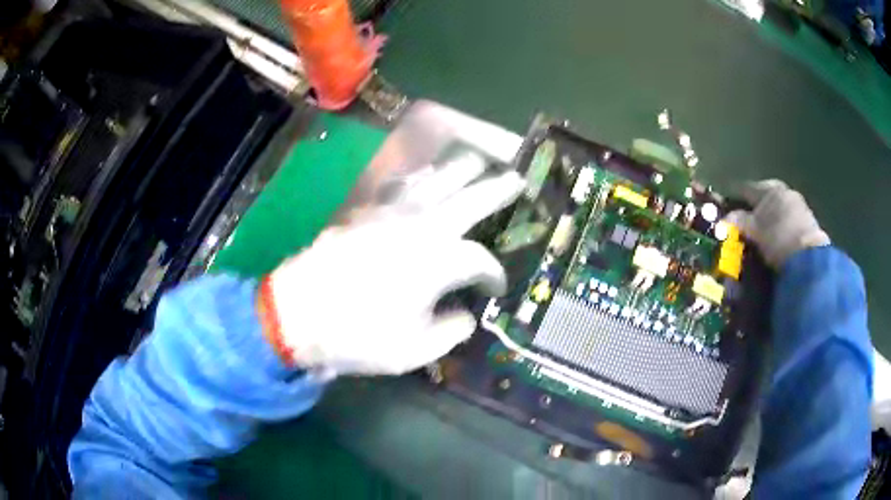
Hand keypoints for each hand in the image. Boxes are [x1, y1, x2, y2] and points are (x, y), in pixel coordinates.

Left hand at [266, 152, 524, 376]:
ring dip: (460, 170)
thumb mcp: (413, 351)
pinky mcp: (366, 212)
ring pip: (435, 180)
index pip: (480, 260)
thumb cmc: (358, 336)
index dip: (495, 273)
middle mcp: (421, 228)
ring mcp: (391, 214)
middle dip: (498, 188)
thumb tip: (466, 316)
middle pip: (469, 198)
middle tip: (517, 178)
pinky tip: (424, 176)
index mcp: (438, 262)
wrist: (298, 313)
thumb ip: (450, 332)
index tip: (497, 286)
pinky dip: (419, 178)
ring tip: (477, 162)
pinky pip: (400, 186)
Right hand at [725, 180, 829, 268]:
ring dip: (769, 216)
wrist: (809, 257)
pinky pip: (788, 217)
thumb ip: (739, 221)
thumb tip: (723, 218)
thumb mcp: (755, 232)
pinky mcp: (807, 219)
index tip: (727, 207)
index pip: (746, 188)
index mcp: (768, 188)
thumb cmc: (778, 238)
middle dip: (755, 206)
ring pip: (777, 206)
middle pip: (764, 196)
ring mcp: (797, 203)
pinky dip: (781, 223)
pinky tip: (777, 235)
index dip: (735, 198)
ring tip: (762, 231)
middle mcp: (783, 190)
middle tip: (746, 220)